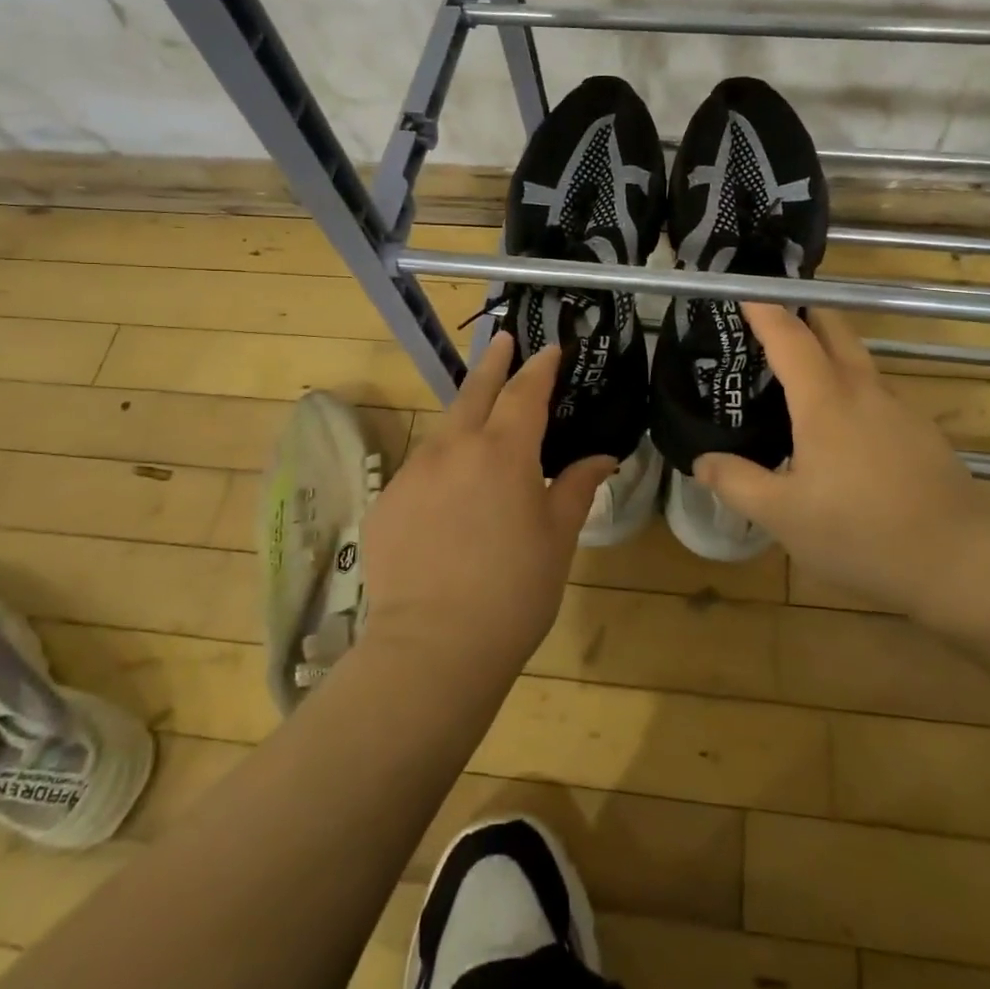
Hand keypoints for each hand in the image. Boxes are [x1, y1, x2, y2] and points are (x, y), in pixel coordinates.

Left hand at [360, 332, 616, 686]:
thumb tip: (602, 457)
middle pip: (476, 391)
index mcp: (504, 452)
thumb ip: (577, 487)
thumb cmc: (514, 591)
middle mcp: (454, 448)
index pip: (525, 392)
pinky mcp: (387, 501)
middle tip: (503, 340)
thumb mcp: (558, 537)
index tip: (549, 350)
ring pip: (445, 428)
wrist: (432, 648)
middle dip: (493, 363)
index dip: (540, 367)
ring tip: (481, 418)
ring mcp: (414, 472)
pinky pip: (422, 467)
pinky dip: (442, 462)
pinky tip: (450, 489)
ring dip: (467, 414)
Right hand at [694, 304, 989, 623]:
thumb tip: (702, 460)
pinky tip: (839, 427)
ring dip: (826, 349)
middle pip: (834, 328)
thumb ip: (738, 483)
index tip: (743, 289)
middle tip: (770, 317)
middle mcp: (864, 390)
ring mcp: (898, 408)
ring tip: (796, 373)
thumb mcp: (784, 517)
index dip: (765, 309)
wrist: (963, 560)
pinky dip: (848, 386)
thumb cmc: (864, 533)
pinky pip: (874, 391)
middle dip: (803, 310)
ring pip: (857, 359)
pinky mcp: (920, 431)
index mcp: (825, 401)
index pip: (789, 336)